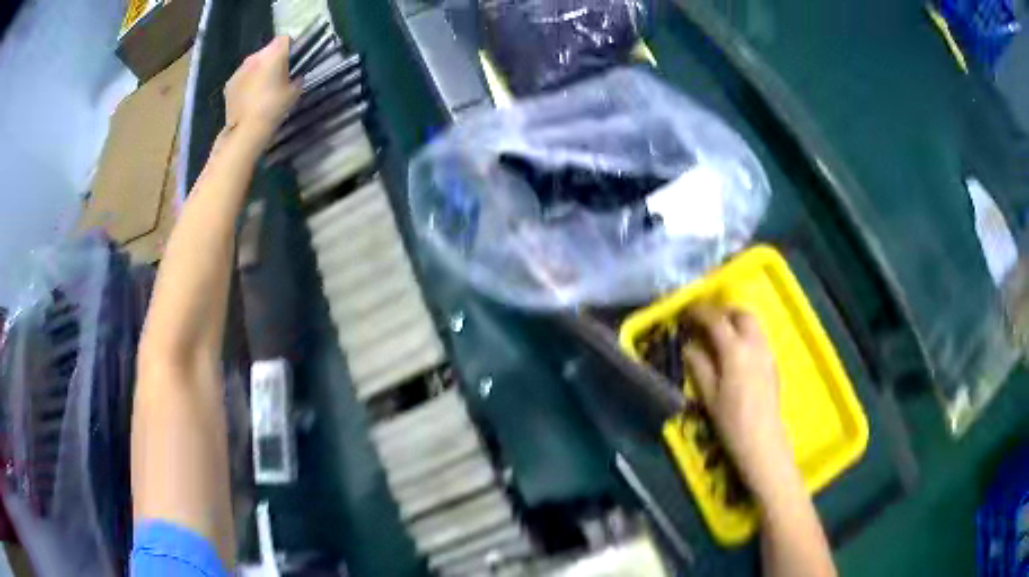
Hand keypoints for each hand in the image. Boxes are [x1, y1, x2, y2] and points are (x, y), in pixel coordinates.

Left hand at [222, 36, 299, 147]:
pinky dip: (247, 82)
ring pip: (254, 63)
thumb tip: (294, 76)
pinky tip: (250, 97)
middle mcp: (254, 57)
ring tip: (262, 89)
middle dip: (273, 59)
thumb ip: (296, 78)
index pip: (285, 39)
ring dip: (259, 70)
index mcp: (273, 55)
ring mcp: (239, 70)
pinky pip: (242, 76)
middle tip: (279, 76)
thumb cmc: (274, 108)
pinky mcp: (229, 83)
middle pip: (267, 50)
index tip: (294, 60)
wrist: (246, 130)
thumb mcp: (294, 92)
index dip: (291, 47)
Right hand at [682, 304, 797, 502]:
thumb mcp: (709, 395)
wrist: (762, 441)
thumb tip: (689, 346)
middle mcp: (754, 344)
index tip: (687, 312)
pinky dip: (745, 335)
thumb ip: (699, 365)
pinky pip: (759, 338)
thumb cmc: (731, 421)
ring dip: (736, 322)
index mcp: (735, 350)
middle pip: (741, 314)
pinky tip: (735, 353)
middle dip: (723, 312)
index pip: (716, 320)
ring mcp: (767, 353)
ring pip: (753, 324)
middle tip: (706, 321)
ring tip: (719, 335)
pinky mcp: (773, 363)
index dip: (700, 312)